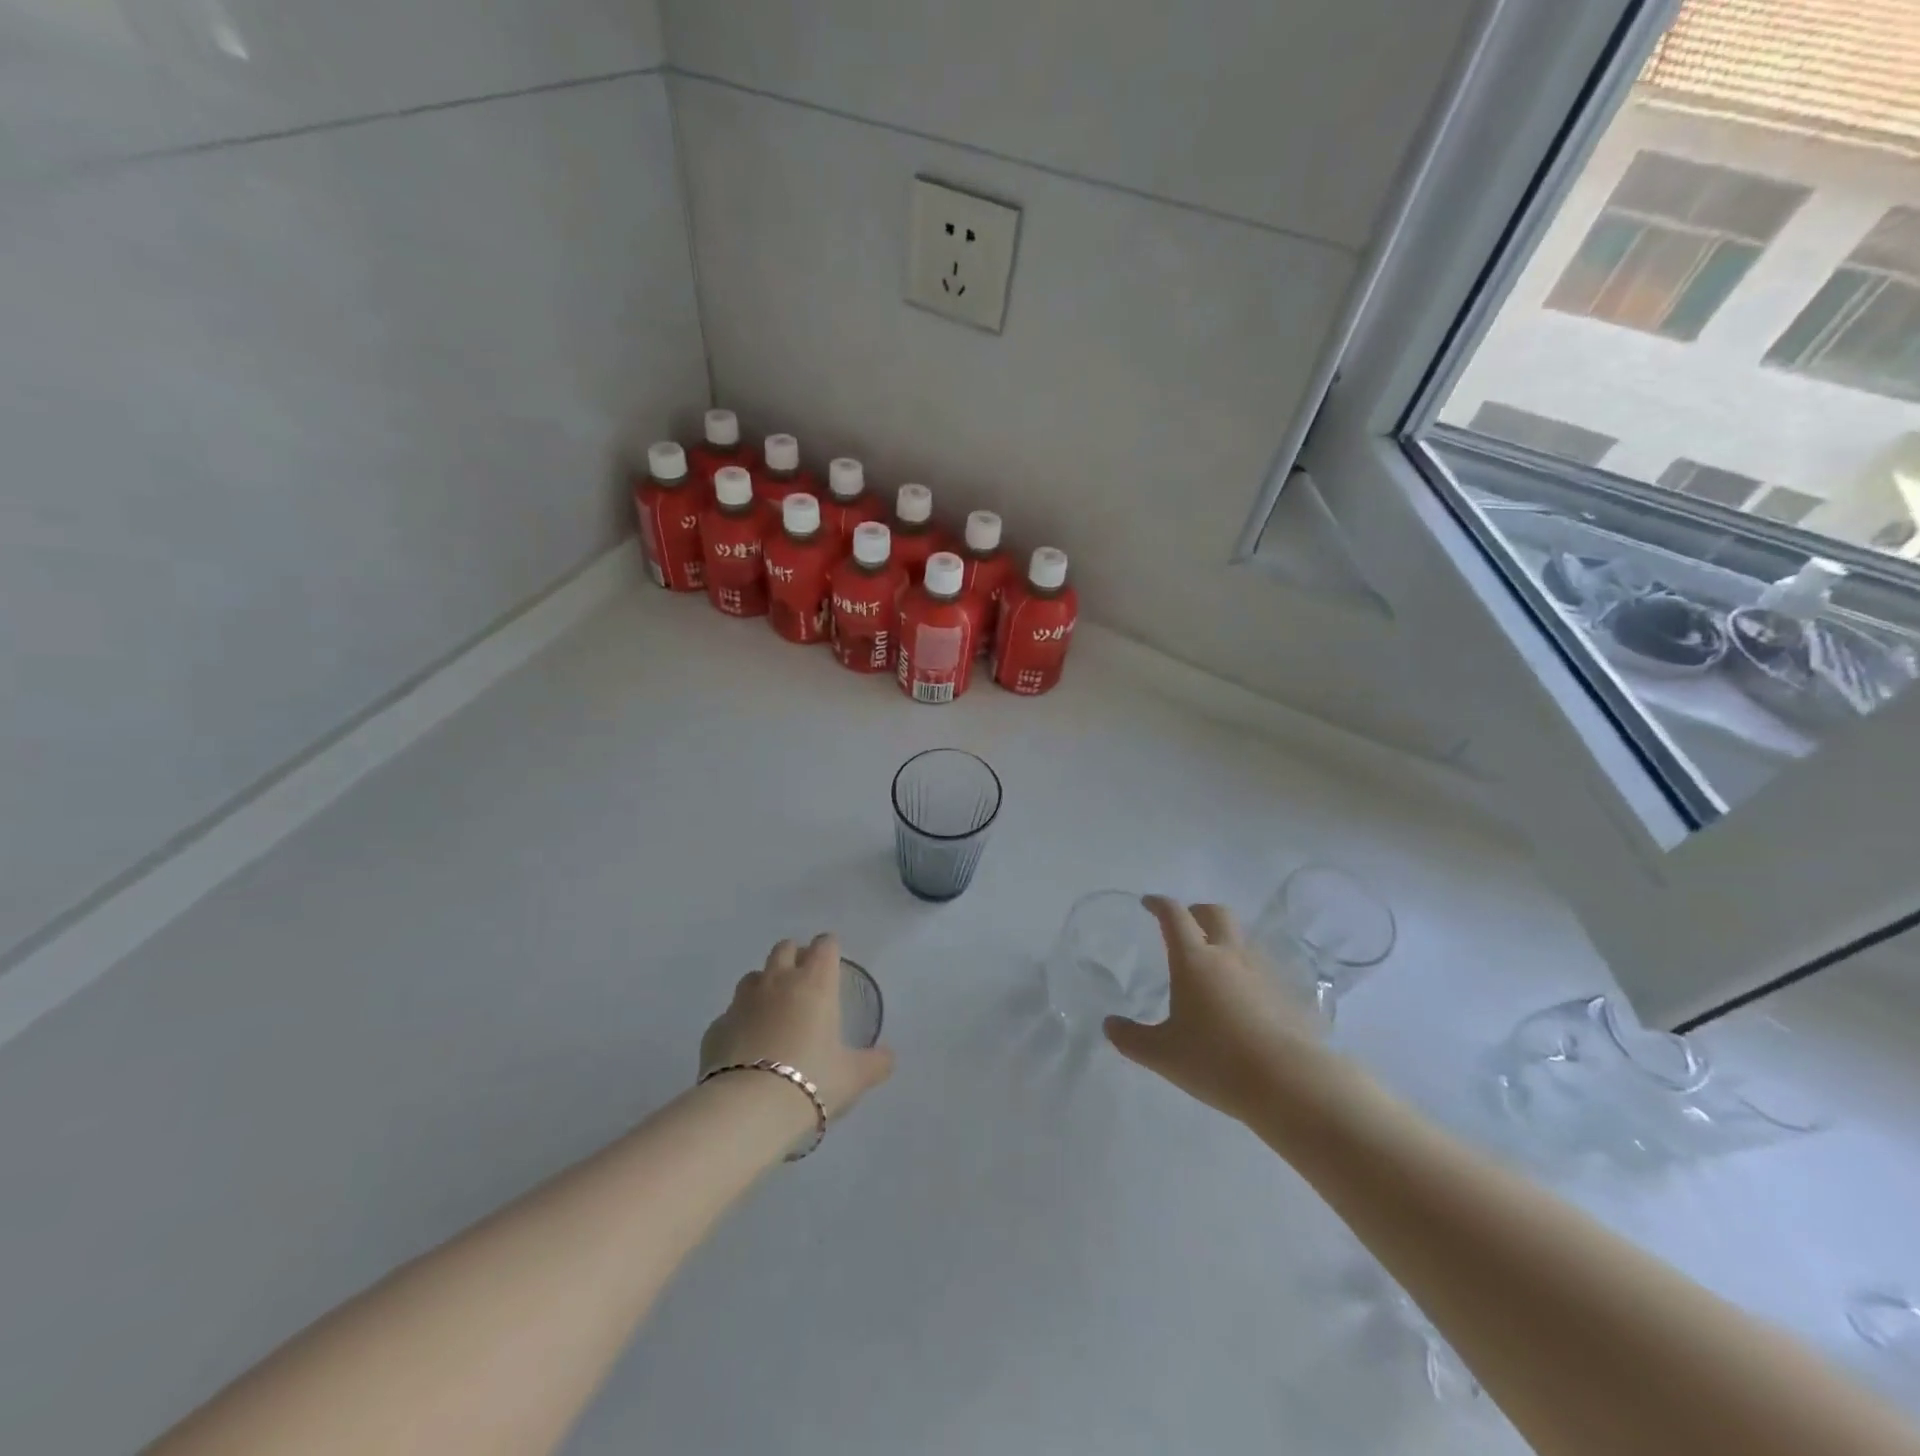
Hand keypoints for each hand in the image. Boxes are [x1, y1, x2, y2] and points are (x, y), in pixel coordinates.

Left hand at [700, 934, 894, 1120]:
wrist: (748, 1109)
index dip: (829, 949)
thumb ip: (875, 1062)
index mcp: (815, 983)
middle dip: (794, 956)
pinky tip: (746, 1045)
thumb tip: (888, 1057)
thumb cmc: (812, 1081)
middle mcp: (777, 982)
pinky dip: (740, 1022)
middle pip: (784, 948)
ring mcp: (742, 1002)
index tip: (832, 962)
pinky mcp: (716, 1027)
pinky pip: (730, 1014)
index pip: (824, 946)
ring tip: (773, 1011)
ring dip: (764, 984)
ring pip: (753, 976)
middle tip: (804, 981)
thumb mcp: (854, 1077)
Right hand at [1104, 897, 1325, 1121]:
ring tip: (1213, 964)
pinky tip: (1242, 998)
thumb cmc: (1216, 1061)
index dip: (1159, 904)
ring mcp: (1262, 972)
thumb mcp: (1163, 1055)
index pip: (1174, 916)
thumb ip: (1132, 1039)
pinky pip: (1262, 969)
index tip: (1149, 903)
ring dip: (1225, 940)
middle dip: (1197, 911)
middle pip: (1216, 913)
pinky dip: (1246, 971)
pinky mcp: (1286, 993)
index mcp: (1194, 960)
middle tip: (1185, 924)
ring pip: (1242, 939)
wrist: (1290, 1083)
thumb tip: (1109, 1025)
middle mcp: (1229, 955)